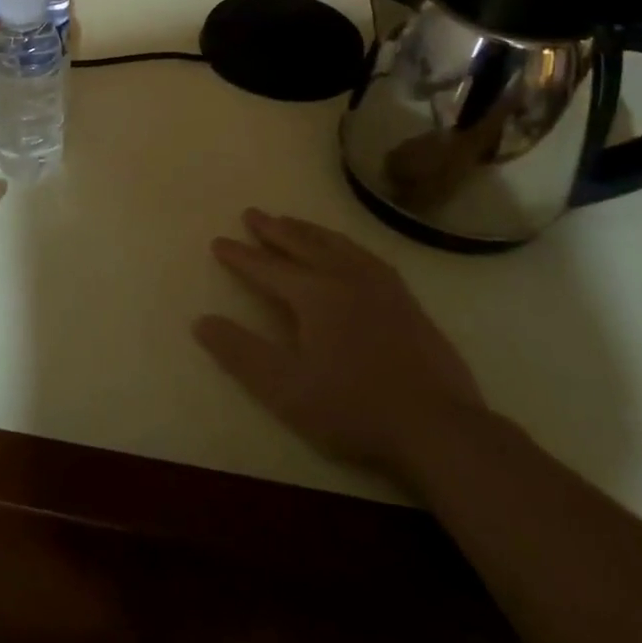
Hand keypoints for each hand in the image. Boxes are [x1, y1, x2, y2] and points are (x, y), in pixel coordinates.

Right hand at [193, 211, 484, 485]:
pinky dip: (345, 244)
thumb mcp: (285, 389)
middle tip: (253, 213)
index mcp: (314, 293)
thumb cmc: (355, 409)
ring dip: (308, 231)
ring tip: (292, 221)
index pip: (266, 267)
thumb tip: (201, 321)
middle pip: (302, 244)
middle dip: (273, 229)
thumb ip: (240, 353)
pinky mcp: (406, 300)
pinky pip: (366, 256)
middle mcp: (345, 277)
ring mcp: (380, 286)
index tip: (218, 242)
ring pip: (336, 244)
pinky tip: (347, 250)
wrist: (440, 429)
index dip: (240, 256)